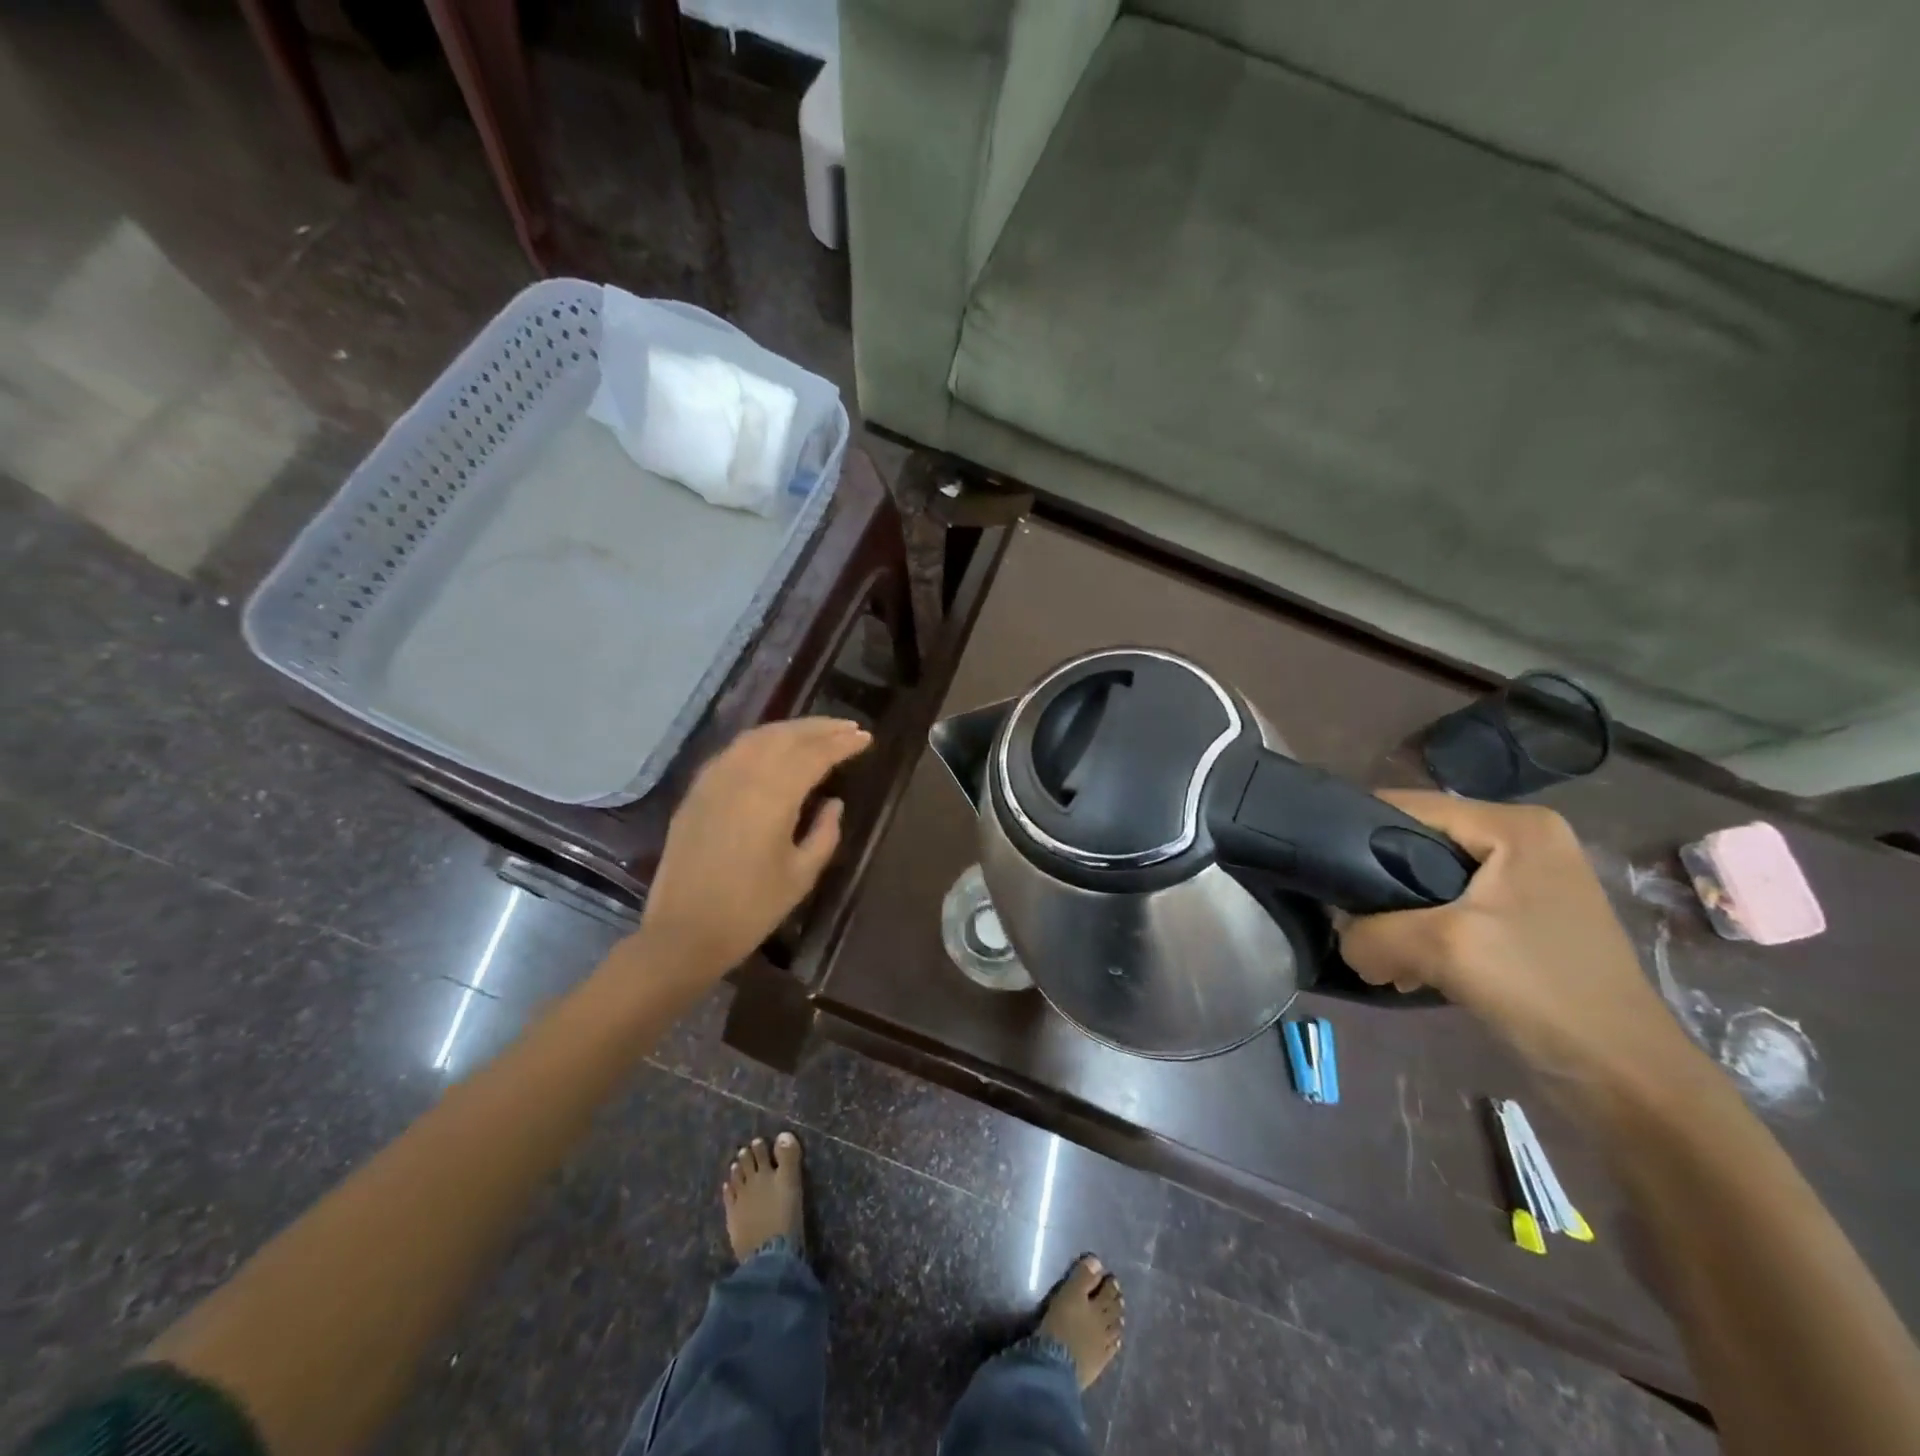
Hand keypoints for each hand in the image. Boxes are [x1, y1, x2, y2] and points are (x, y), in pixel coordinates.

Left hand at [639, 717, 871, 979]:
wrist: (684, 932)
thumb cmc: (751, 909)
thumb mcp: (801, 875)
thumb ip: (824, 833)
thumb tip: (833, 803)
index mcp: (773, 796)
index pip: (814, 755)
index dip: (842, 744)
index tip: (866, 738)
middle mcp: (742, 776)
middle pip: (786, 735)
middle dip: (820, 728)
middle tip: (849, 727)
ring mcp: (714, 780)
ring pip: (757, 737)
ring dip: (791, 729)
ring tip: (817, 732)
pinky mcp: (697, 791)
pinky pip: (733, 751)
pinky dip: (761, 741)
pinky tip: (774, 748)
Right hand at [1338, 792, 1701, 1096]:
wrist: (1627, 1081)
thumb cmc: (1543, 991)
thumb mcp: (1442, 948)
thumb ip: (1371, 931)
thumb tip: (1343, 938)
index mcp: (1516, 826)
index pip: (1409, 806)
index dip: (1355, 830)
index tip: (1319, 867)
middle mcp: (1524, 841)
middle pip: (1416, 843)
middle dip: (1377, 885)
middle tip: (1349, 922)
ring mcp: (1526, 882)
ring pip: (1428, 881)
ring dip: (1396, 917)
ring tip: (1376, 953)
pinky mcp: (1523, 921)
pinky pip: (1451, 910)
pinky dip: (1422, 934)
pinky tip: (1407, 968)